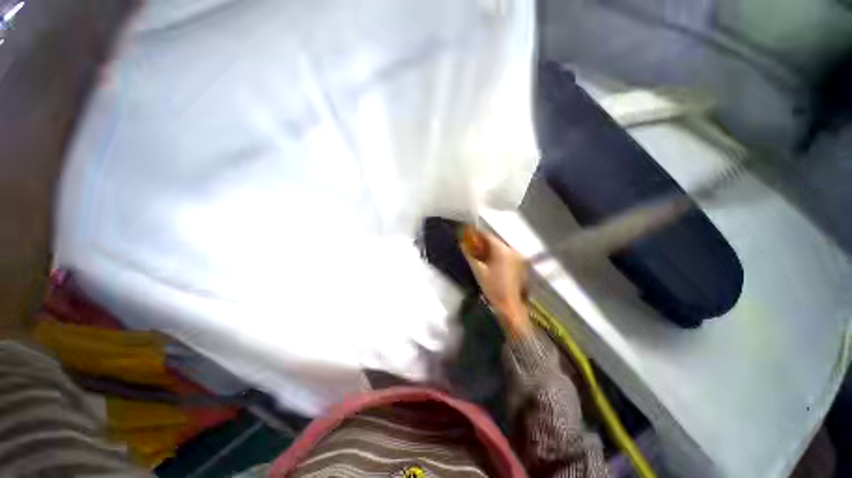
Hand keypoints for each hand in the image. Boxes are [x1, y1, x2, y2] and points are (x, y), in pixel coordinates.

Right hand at [460, 228, 531, 336]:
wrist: (510, 306)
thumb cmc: (493, 288)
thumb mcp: (478, 271)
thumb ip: (469, 255)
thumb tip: (461, 244)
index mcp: (502, 251)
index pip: (488, 236)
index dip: (477, 233)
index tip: (467, 232)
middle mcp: (512, 251)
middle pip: (495, 241)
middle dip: (482, 242)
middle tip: (471, 244)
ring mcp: (518, 258)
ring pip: (500, 248)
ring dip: (489, 249)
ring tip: (478, 253)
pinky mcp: (520, 265)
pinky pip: (506, 255)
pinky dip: (497, 255)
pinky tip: (490, 261)